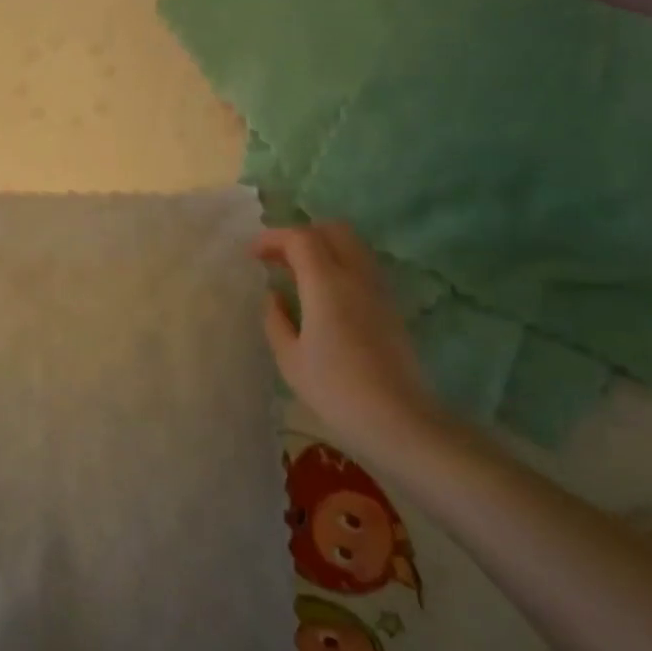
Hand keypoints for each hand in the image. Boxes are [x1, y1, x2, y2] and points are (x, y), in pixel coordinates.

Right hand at [253, 221, 440, 456]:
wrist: (398, 420)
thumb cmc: (335, 390)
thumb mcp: (290, 359)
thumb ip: (275, 319)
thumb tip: (274, 295)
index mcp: (327, 284)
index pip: (301, 238)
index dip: (273, 238)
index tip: (253, 254)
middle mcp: (356, 276)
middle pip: (332, 230)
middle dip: (301, 235)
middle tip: (278, 258)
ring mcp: (378, 289)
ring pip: (352, 245)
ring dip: (322, 247)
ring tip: (298, 273)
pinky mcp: (390, 305)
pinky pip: (362, 266)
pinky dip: (338, 264)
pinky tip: (322, 293)